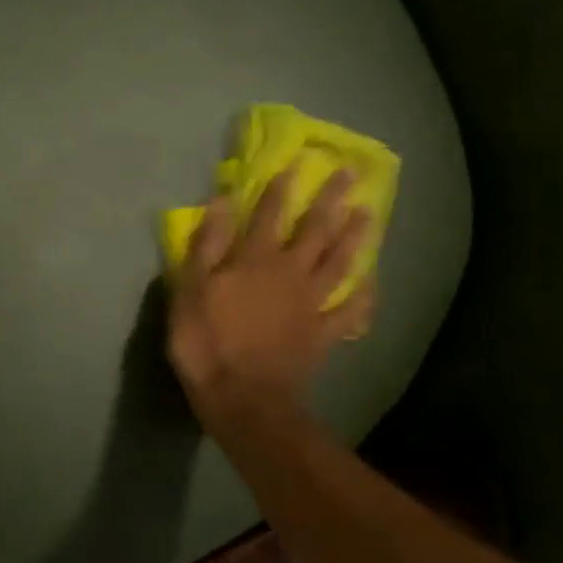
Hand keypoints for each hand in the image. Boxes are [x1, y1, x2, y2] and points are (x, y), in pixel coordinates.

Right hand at [167, 170, 375, 441]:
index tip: (296, 163)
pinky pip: (351, 311)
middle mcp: (289, 273)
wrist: (242, 399)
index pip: (270, 215)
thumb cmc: (206, 343)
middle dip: (330, 201)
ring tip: (369, 213)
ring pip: (339, 263)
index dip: (281, 188)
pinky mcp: (323, 334)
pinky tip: (372, 281)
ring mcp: (311, 304)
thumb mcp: (190, 289)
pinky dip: (364, 296)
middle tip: (348, 175)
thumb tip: (223, 201)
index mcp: (254, 260)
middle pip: (315, 231)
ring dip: (355, 237)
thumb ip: (207, 244)